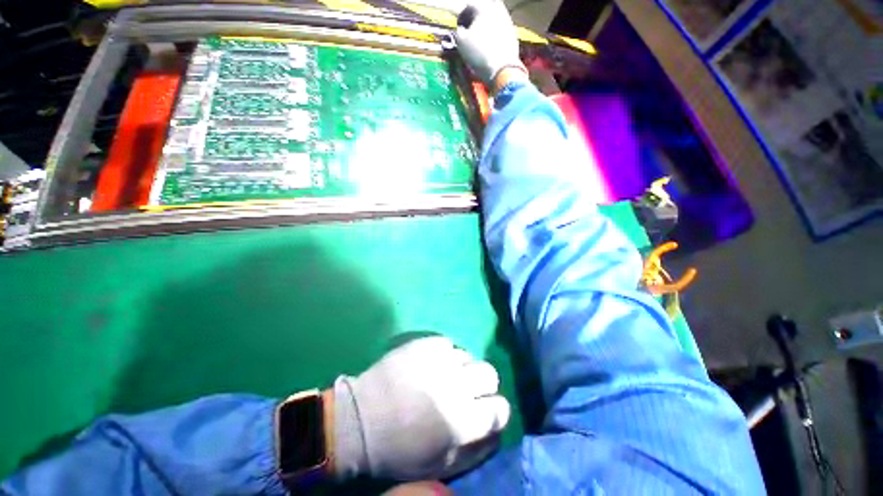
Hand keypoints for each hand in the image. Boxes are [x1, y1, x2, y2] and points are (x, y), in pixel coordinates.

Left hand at [330, 336, 509, 480]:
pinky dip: (444, 354)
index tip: (485, 412)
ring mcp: (440, 359)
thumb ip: (476, 450)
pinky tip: (431, 364)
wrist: (362, 418)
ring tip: (444, 376)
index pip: (501, 408)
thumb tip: (495, 432)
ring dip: (462, 368)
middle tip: (466, 390)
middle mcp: (457, 384)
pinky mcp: (425, 343)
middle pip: (490, 373)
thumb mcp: (441, 465)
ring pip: (469, 356)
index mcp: (463, 420)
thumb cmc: (400, 449)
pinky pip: (448, 343)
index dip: (495, 411)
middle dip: (483, 384)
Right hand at [454, 1, 526, 86]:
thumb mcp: (461, 42)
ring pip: (491, 21)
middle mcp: (496, 8)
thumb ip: (458, 31)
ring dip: (484, 29)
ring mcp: (507, 19)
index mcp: (482, 6)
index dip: (461, 19)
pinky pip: (499, 30)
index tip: (459, 30)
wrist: (502, 68)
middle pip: (481, 12)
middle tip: (469, 35)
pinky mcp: (513, 32)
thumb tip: (461, 30)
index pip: (467, 7)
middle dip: (474, 22)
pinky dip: (493, 36)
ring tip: (479, 43)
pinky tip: (489, 48)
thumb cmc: (479, 53)